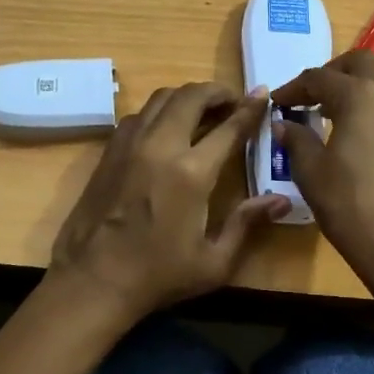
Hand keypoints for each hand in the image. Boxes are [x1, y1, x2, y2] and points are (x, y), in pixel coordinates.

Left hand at [49, 82, 287, 322]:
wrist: (92, 282)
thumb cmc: (158, 276)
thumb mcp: (214, 262)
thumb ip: (247, 223)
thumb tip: (281, 200)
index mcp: (191, 172)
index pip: (229, 127)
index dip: (250, 108)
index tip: (263, 95)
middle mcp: (160, 146)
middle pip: (192, 97)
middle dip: (217, 92)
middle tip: (233, 101)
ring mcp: (130, 144)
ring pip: (162, 98)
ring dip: (187, 97)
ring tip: (203, 110)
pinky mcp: (109, 151)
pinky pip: (139, 114)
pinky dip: (160, 111)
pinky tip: (168, 128)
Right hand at [272, 51, 373, 283]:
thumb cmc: (350, 205)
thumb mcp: (311, 171)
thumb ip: (296, 139)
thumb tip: (284, 123)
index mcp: (359, 95)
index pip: (319, 78)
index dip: (294, 88)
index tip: (277, 102)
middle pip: (359, 63)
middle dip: (331, 73)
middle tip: (309, 96)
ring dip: (356, 83)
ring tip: (332, 109)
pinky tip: (357, 127)